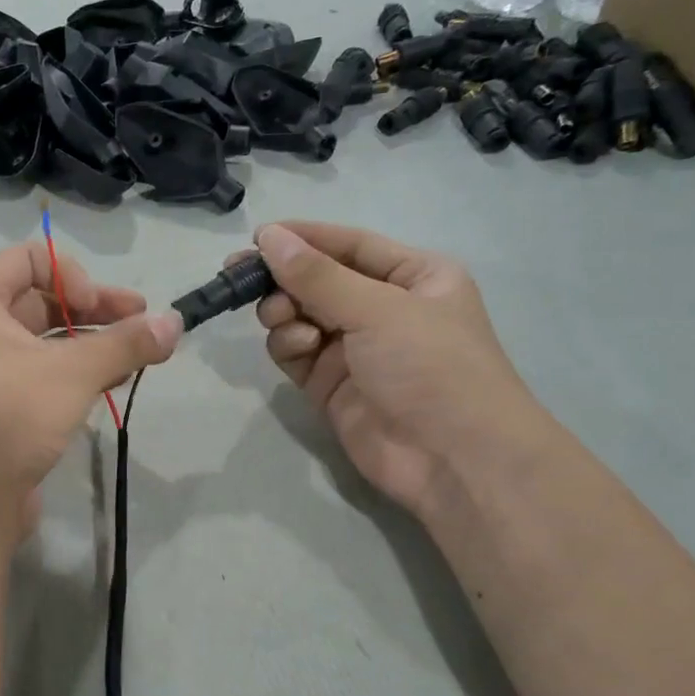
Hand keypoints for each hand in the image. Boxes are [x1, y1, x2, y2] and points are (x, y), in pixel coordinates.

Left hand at [0, 242, 181, 519]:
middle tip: (143, 322)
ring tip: (139, 353)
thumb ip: (126, 343)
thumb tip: (176, 322)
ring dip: (93, 341)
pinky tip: (116, 379)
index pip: (30, 258)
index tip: (98, 308)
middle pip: (42, 298)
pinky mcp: (1, 404)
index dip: (72, 275)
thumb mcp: (73, 372)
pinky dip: (78, 370)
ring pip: (47, 338)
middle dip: (95, 308)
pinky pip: (43, 372)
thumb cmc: (11, 414)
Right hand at [253, 222, 548, 518]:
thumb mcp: (378, 309)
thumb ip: (317, 275)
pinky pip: (296, 352)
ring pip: (300, 316)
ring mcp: (355, 349)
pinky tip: (300, 349)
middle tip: (241, 278)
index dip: (304, 237)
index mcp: (413, 276)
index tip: (256, 237)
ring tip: (282, 320)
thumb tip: (268, 236)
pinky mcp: (330, 385)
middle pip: (318, 280)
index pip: (349, 245)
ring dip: (284, 313)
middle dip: (283, 279)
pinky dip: (289, 345)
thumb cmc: (431, 366)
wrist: (453, 459)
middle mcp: (383, 308)